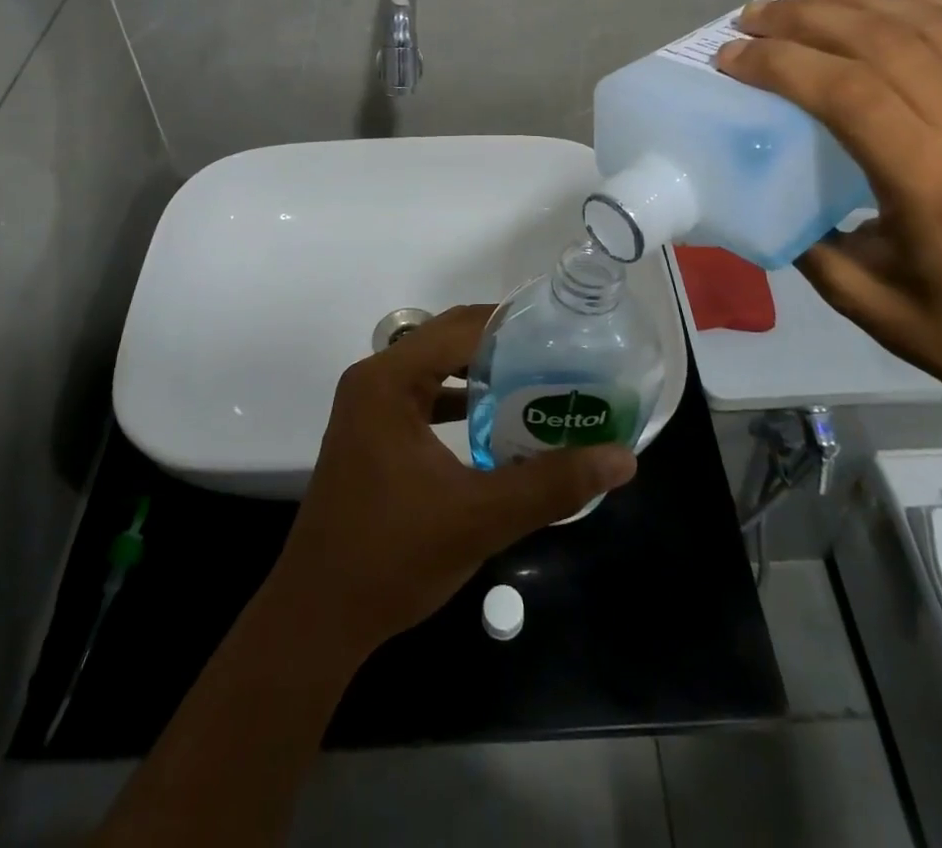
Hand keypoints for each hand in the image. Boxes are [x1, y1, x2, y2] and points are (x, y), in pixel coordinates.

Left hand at [266, 306, 637, 661]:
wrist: (319, 616)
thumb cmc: (392, 557)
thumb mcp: (480, 518)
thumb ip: (552, 484)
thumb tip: (622, 458)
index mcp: (389, 380)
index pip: (461, 328)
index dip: (514, 325)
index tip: (565, 332)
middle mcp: (375, 379)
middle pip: (448, 339)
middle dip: (503, 345)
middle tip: (561, 355)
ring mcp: (369, 405)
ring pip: (436, 367)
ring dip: (482, 371)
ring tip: (539, 379)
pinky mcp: (372, 431)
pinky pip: (424, 396)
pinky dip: (459, 399)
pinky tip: (497, 418)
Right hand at [717, 0, 941, 422]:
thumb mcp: (858, 296)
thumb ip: (804, 235)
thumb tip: (762, 187)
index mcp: (932, 185)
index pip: (847, 93)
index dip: (781, 63)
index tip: (731, 58)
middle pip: (886, 43)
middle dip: (808, 18)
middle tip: (753, 16)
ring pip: (932, 27)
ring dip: (860, 0)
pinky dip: (939, 1)